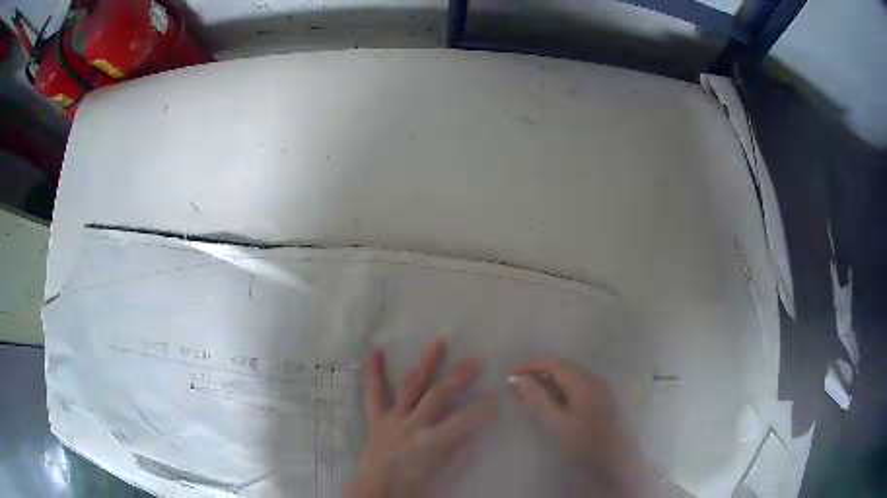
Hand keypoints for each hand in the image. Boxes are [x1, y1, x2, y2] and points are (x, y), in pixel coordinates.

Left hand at [345, 339, 496, 497]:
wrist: (376, 490)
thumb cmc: (413, 485)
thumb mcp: (443, 471)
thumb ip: (459, 448)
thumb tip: (474, 427)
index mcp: (430, 443)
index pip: (463, 422)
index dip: (482, 409)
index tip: (496, 396)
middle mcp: (411, 426)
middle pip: (438, 396)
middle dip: (459, 378)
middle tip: (476, 361)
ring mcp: (392, 419)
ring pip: (411, 387)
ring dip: (426, 364)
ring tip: (438, 342)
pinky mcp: (377, 418)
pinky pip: (375, 393)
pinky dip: (375, 372)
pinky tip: (376, 350)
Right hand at [509, 358, 658, 496]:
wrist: (616, 463)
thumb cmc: (586, 444)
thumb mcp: (558, 424)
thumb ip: (538, 400)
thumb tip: (518, 379)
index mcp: (585, 382)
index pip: (554, 364)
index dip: (530, 366)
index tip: (509, 374)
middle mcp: (594, 380)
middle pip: (562, 369)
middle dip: (537, 375)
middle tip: (515, 388)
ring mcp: (599, 391)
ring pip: (568, 380)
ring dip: (546, 385)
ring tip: (526, 396)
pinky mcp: (600, 402)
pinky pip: (574, 390)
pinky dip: (557, 393)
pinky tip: (548, 405)